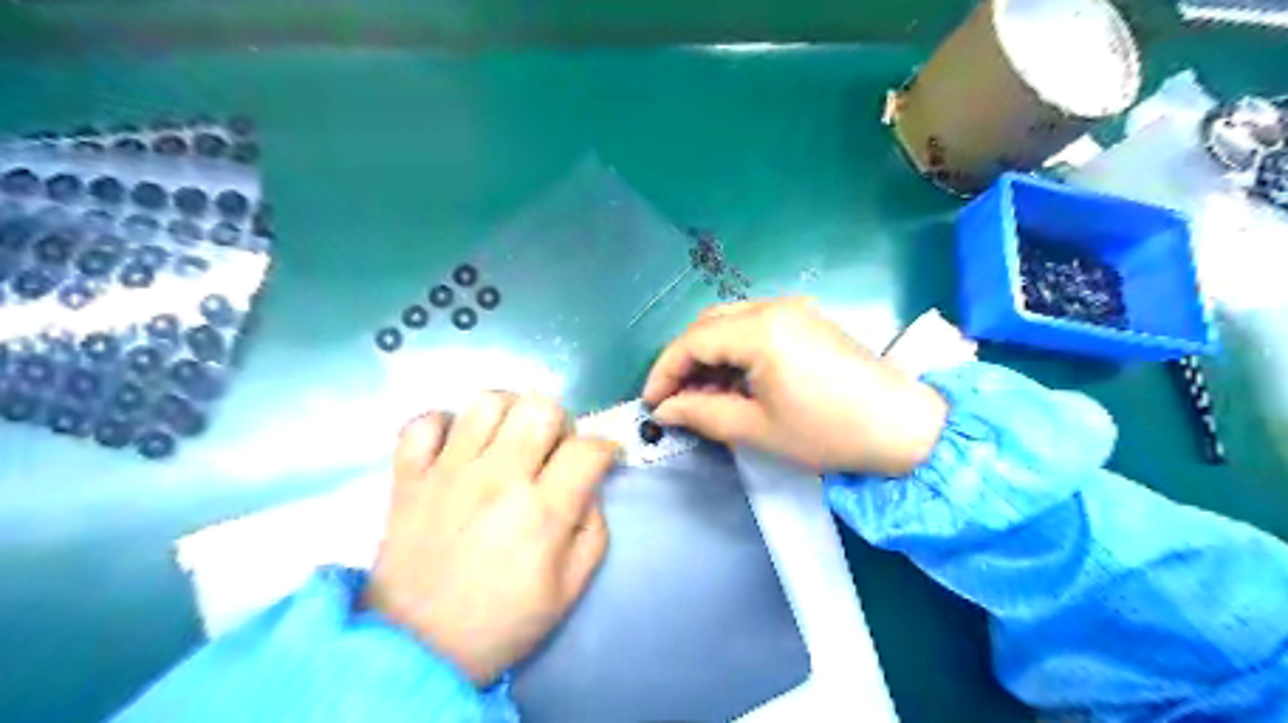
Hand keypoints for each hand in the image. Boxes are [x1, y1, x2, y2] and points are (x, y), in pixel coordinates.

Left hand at [364, 394, 620, 685]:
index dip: (604, 448)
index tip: (600, 459)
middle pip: (540, 407)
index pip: (588, 449)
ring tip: (507, 440)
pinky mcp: (409, 476)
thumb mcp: (570, 587)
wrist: (418, 650)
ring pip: (487, 402)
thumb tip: (589, 485)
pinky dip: (443, 424)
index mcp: (542, 512)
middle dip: (559, 422)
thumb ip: (593, 528)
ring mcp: (447, 472)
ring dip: (508, 414)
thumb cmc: (503, 621)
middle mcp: (497, 480)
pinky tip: (456, 447)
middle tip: (551, 449)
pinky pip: (423, 422)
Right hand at [644, 296, 942, 476]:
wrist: (903, 426)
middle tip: (676, 398)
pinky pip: (755, 327)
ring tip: (704, 395)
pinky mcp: (807, 319)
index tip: (652, 402)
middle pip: (708, 324)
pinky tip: (736, 382)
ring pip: (731, 323)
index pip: (692, 341)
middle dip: (684, 360)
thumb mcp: (756, 429)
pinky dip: (735, 351)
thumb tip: (665, 409)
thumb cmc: (827, 431)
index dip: (664, 371)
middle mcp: (773, 307)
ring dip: (709, 355)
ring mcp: (794, 309)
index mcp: (760, 330)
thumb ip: (701, 413)